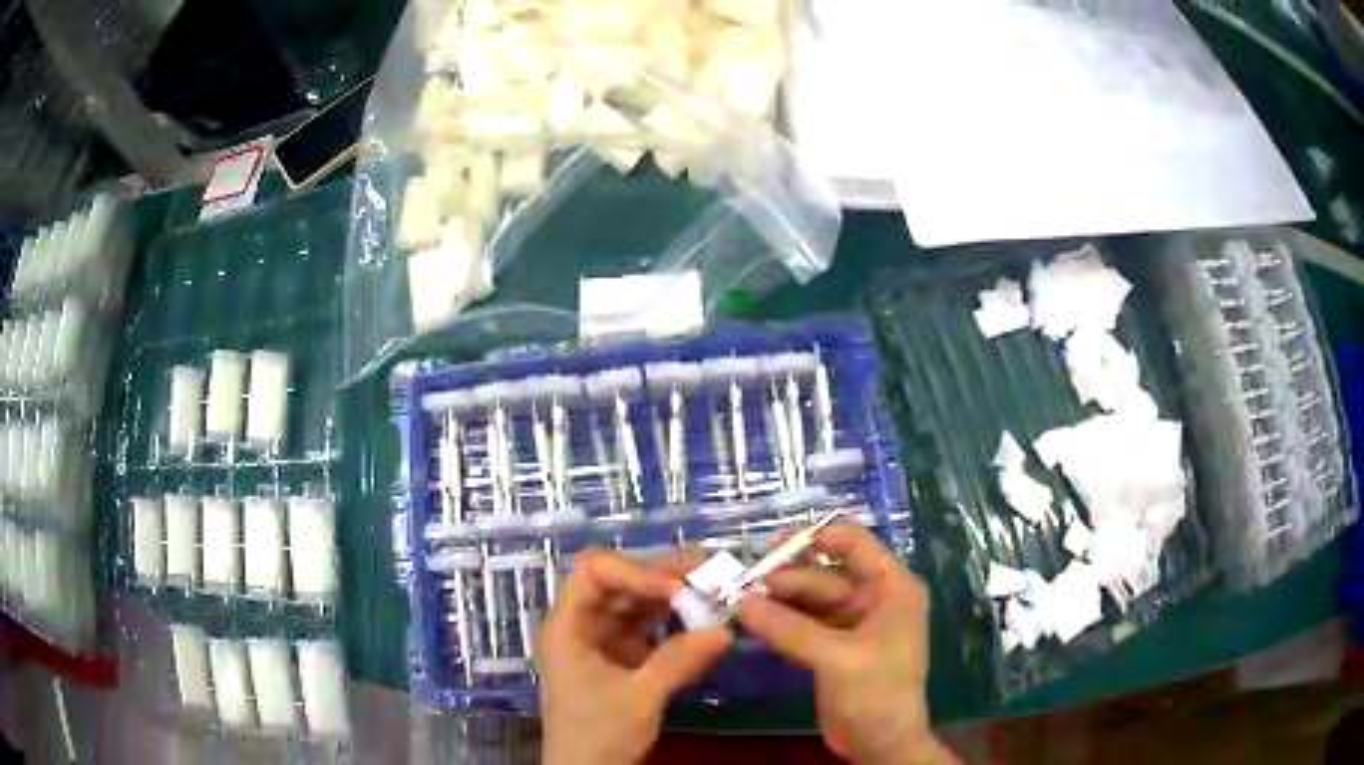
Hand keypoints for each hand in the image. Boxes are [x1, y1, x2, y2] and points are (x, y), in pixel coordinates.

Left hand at [539, 549, 732, 764]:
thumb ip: (679, 661)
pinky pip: (648, 626)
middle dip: (663, 574)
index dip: (635, 570)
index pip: (594, 572)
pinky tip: (702, 620)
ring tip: (714, 589)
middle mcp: (583, 624)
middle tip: (711, 571)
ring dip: (673, 594)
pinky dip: (675, 620)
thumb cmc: (598, 734)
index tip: (677, 588)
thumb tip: (726, 630)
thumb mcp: (639, 698)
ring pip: (636, 601)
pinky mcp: (622, 657)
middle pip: (619, 581)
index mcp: (568, 626)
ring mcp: (602, 640)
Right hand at [736, 524, 957, 764]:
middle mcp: (873, 598)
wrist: (881, 744)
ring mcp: (852, 623)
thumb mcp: (836, 658)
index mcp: (891, 587)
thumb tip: (740, 601)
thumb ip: (788, 628)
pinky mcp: (833, 647)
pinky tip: (750, 622)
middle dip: (784, 576)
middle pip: (824, 572)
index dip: (813, 537)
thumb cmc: (875, 694)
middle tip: (739, 584)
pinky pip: (803, 623)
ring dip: (777, 600)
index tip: (769, 549)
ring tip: (737, 602)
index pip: (853, 542)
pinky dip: (779, 622)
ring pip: (810, 599)